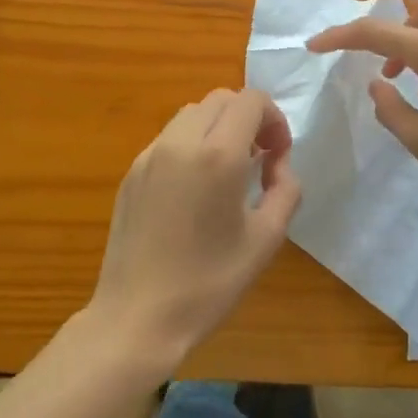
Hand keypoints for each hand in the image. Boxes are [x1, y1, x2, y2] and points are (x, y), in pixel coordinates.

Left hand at [88, 89, 300, 373]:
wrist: (136, 318)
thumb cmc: (208, 284)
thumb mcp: (266, 239)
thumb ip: (286, 189)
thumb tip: (278, 165)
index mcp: (218, 155)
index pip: (251, 100)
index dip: (274, 119)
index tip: (278, 156)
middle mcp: (180, 142)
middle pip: (221, 99)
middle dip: (248, 118)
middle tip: (259, 159)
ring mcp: (150, 154)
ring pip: (192, 113)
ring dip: (218, 127)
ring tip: (227, 171)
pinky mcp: (132, 172)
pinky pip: (169, 138)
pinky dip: (192, 143)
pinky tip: (195, 188)